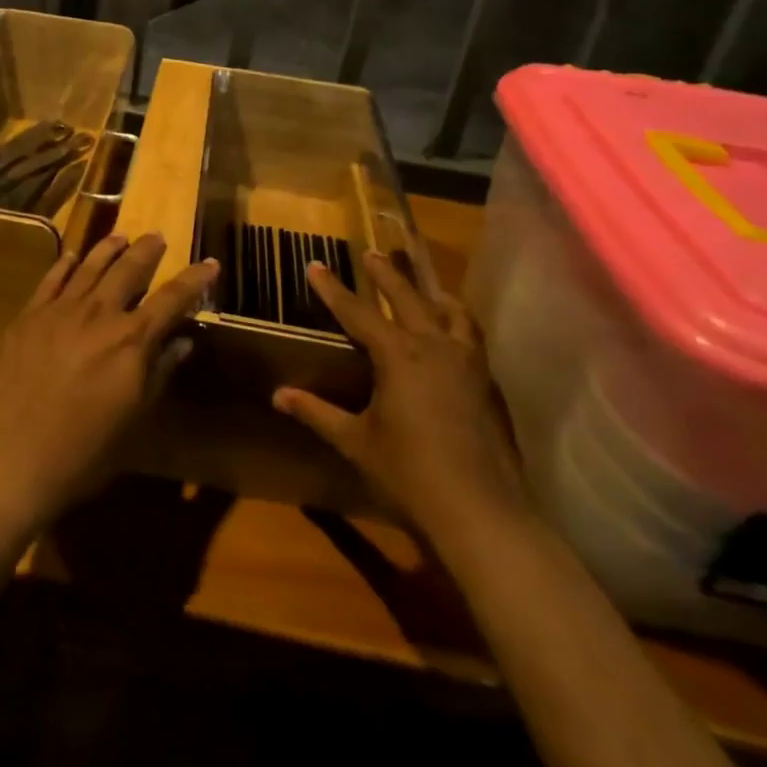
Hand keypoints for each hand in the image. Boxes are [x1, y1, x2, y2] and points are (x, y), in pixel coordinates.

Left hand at [0, 233, 217, 531]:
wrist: (13, 456)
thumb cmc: (84, 450)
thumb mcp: (134, 418)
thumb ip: (159, 372)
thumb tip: (183, 342)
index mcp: (131, 340)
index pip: (172, 299)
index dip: (195, 279)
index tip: (211, 263)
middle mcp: (99, 314)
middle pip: (128, 269)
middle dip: (147, 250)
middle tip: (156, 236)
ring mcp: (60, 310)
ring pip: (89, 266)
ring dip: (108, 248)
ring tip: (120, 236)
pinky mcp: (28, 316)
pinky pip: (51, 280)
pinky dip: (64, 264)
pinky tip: (71, 256)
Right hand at [273, 252, 529, 550]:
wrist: (481, 513)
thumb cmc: (410, 474)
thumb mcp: (355, 441)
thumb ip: (317, 413)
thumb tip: (277, 396)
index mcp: (398, 355)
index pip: (357, 312)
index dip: (333, 289)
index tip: (315, 264)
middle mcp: (435, 347)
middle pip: (408, 297)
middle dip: (386, 274)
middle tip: (371, 252)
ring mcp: (468, 363)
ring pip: (451, 312)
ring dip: (432, 293)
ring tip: (424, 284)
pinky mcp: (488, 384)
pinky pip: (471, 337)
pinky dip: (458, 322)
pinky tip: (453, 333)